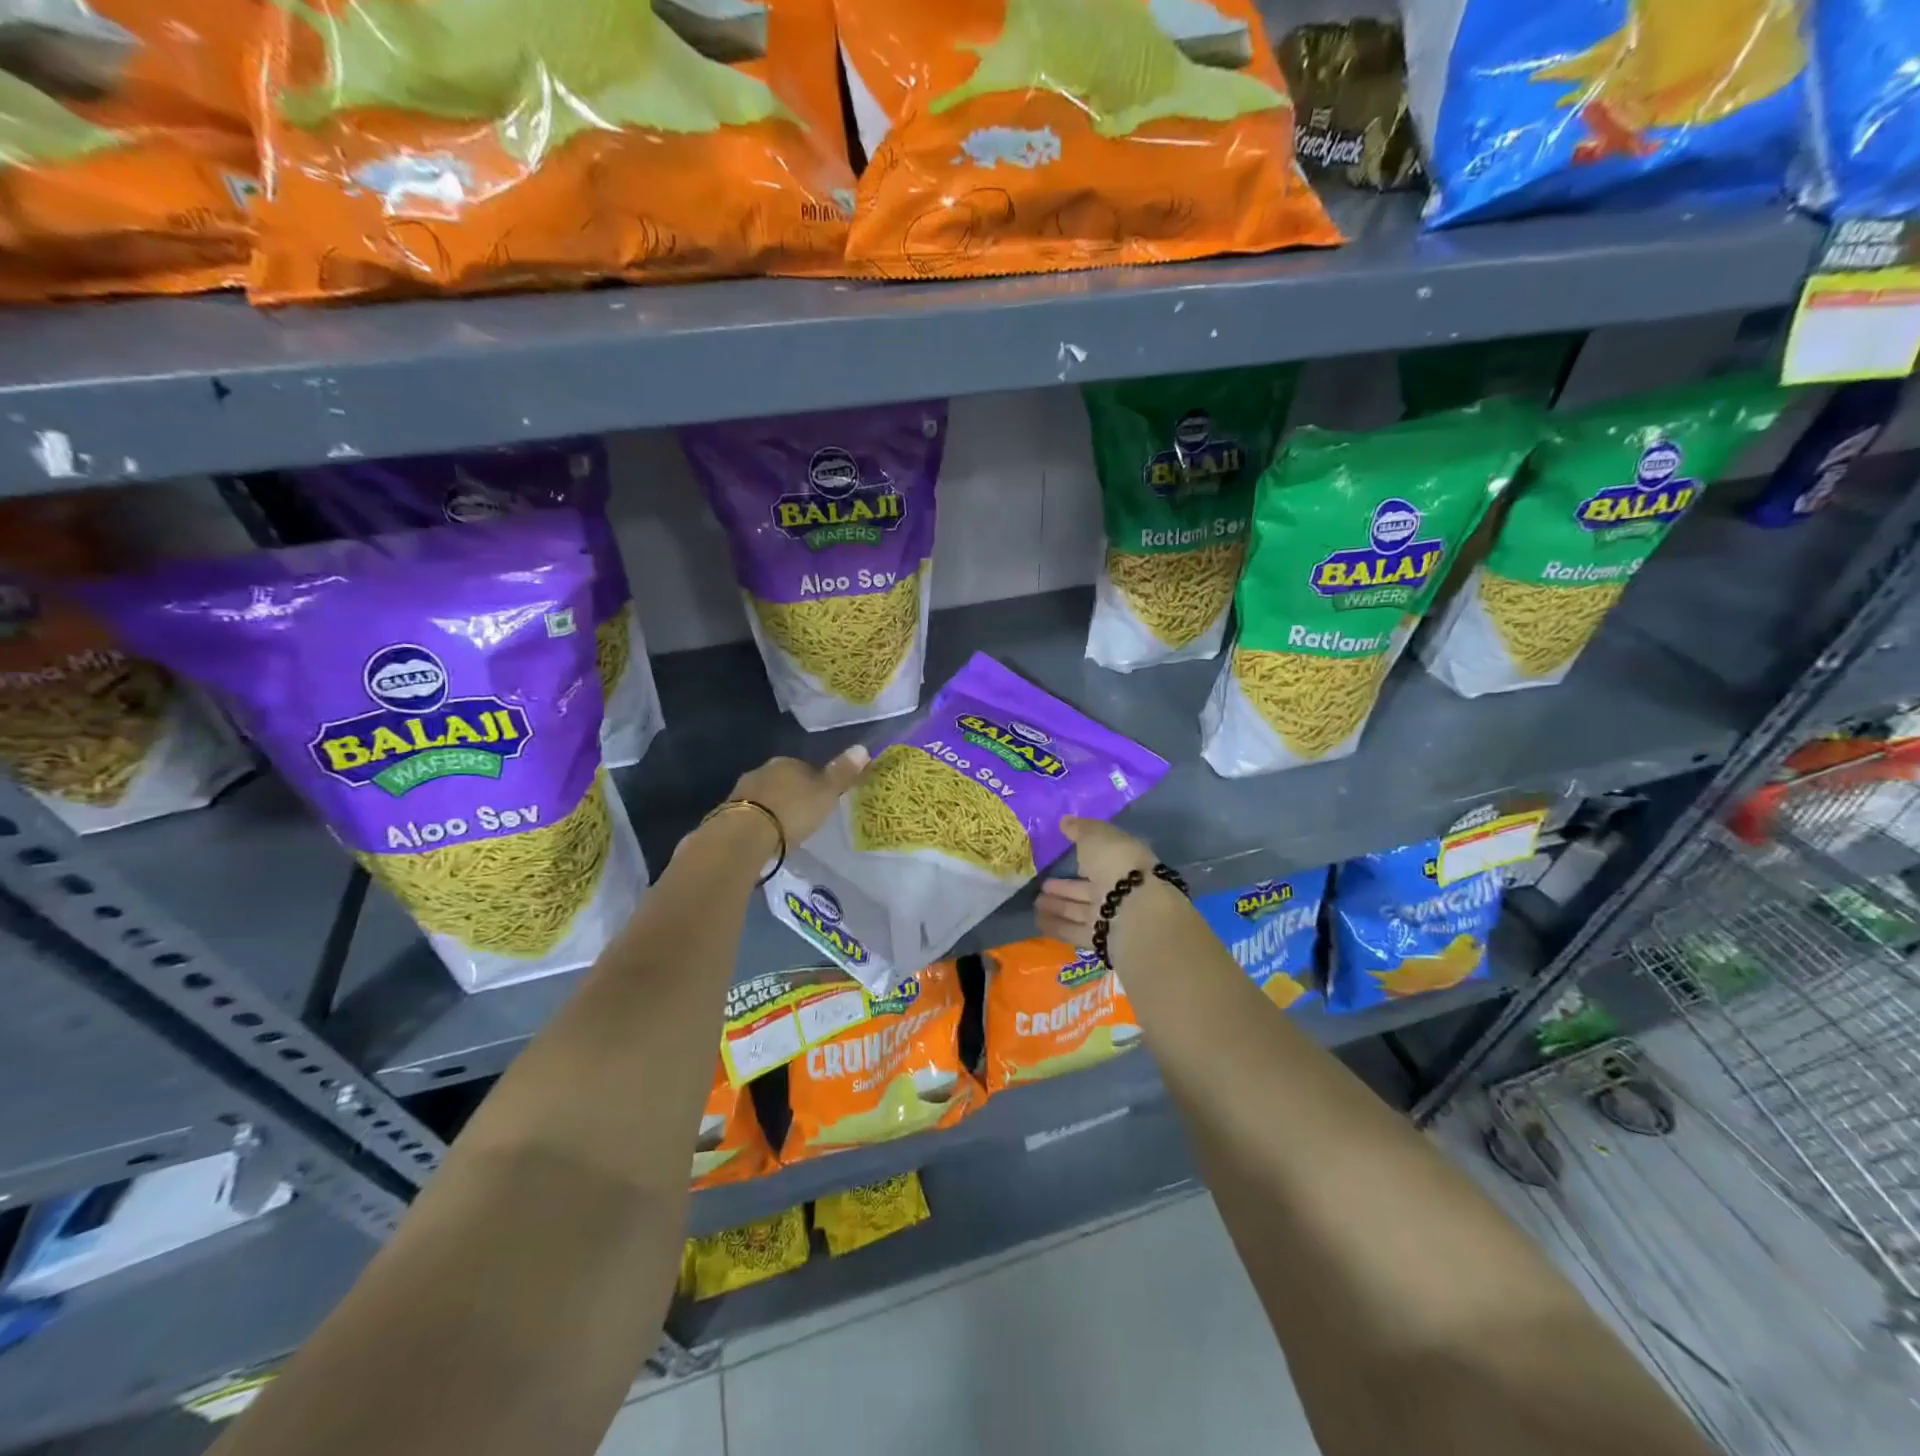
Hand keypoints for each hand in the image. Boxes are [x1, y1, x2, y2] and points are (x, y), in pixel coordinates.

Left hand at [729, 744, 869, 847]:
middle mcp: (763, 770)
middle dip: (791, 794)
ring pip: (764, 796)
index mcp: (788, 762)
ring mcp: (742, 791)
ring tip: (783, 829)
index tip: (821, 800)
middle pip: (782, 780)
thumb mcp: (826, 793)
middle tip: (803, 816)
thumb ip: (842, 773)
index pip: (805, 767)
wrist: (745, 835)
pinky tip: (765, 837)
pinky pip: (750, 814)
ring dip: (773, 808)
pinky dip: (758, 822)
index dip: (815, 782)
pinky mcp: (727, 813)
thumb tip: (863, 748)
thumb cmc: (793, 811)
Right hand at [1035, 816, 1157, 947]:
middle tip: (1040, 885)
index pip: (1100, 859)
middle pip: (1087, 888)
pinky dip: (1056, 926)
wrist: (1133, 909)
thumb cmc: (1116, 863)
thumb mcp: (1097, 836)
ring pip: (1079, 910)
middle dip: (1064, 887)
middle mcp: (1119, 889)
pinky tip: (1037, 922)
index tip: (1059, 856)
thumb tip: (1066, 821)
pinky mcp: (1101, 938)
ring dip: (1058, 906)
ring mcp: (1110, 914)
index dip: (1080, 857)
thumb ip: (1080, 829)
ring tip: (1035, 903)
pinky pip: (1074, 930)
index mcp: (1123, 861)